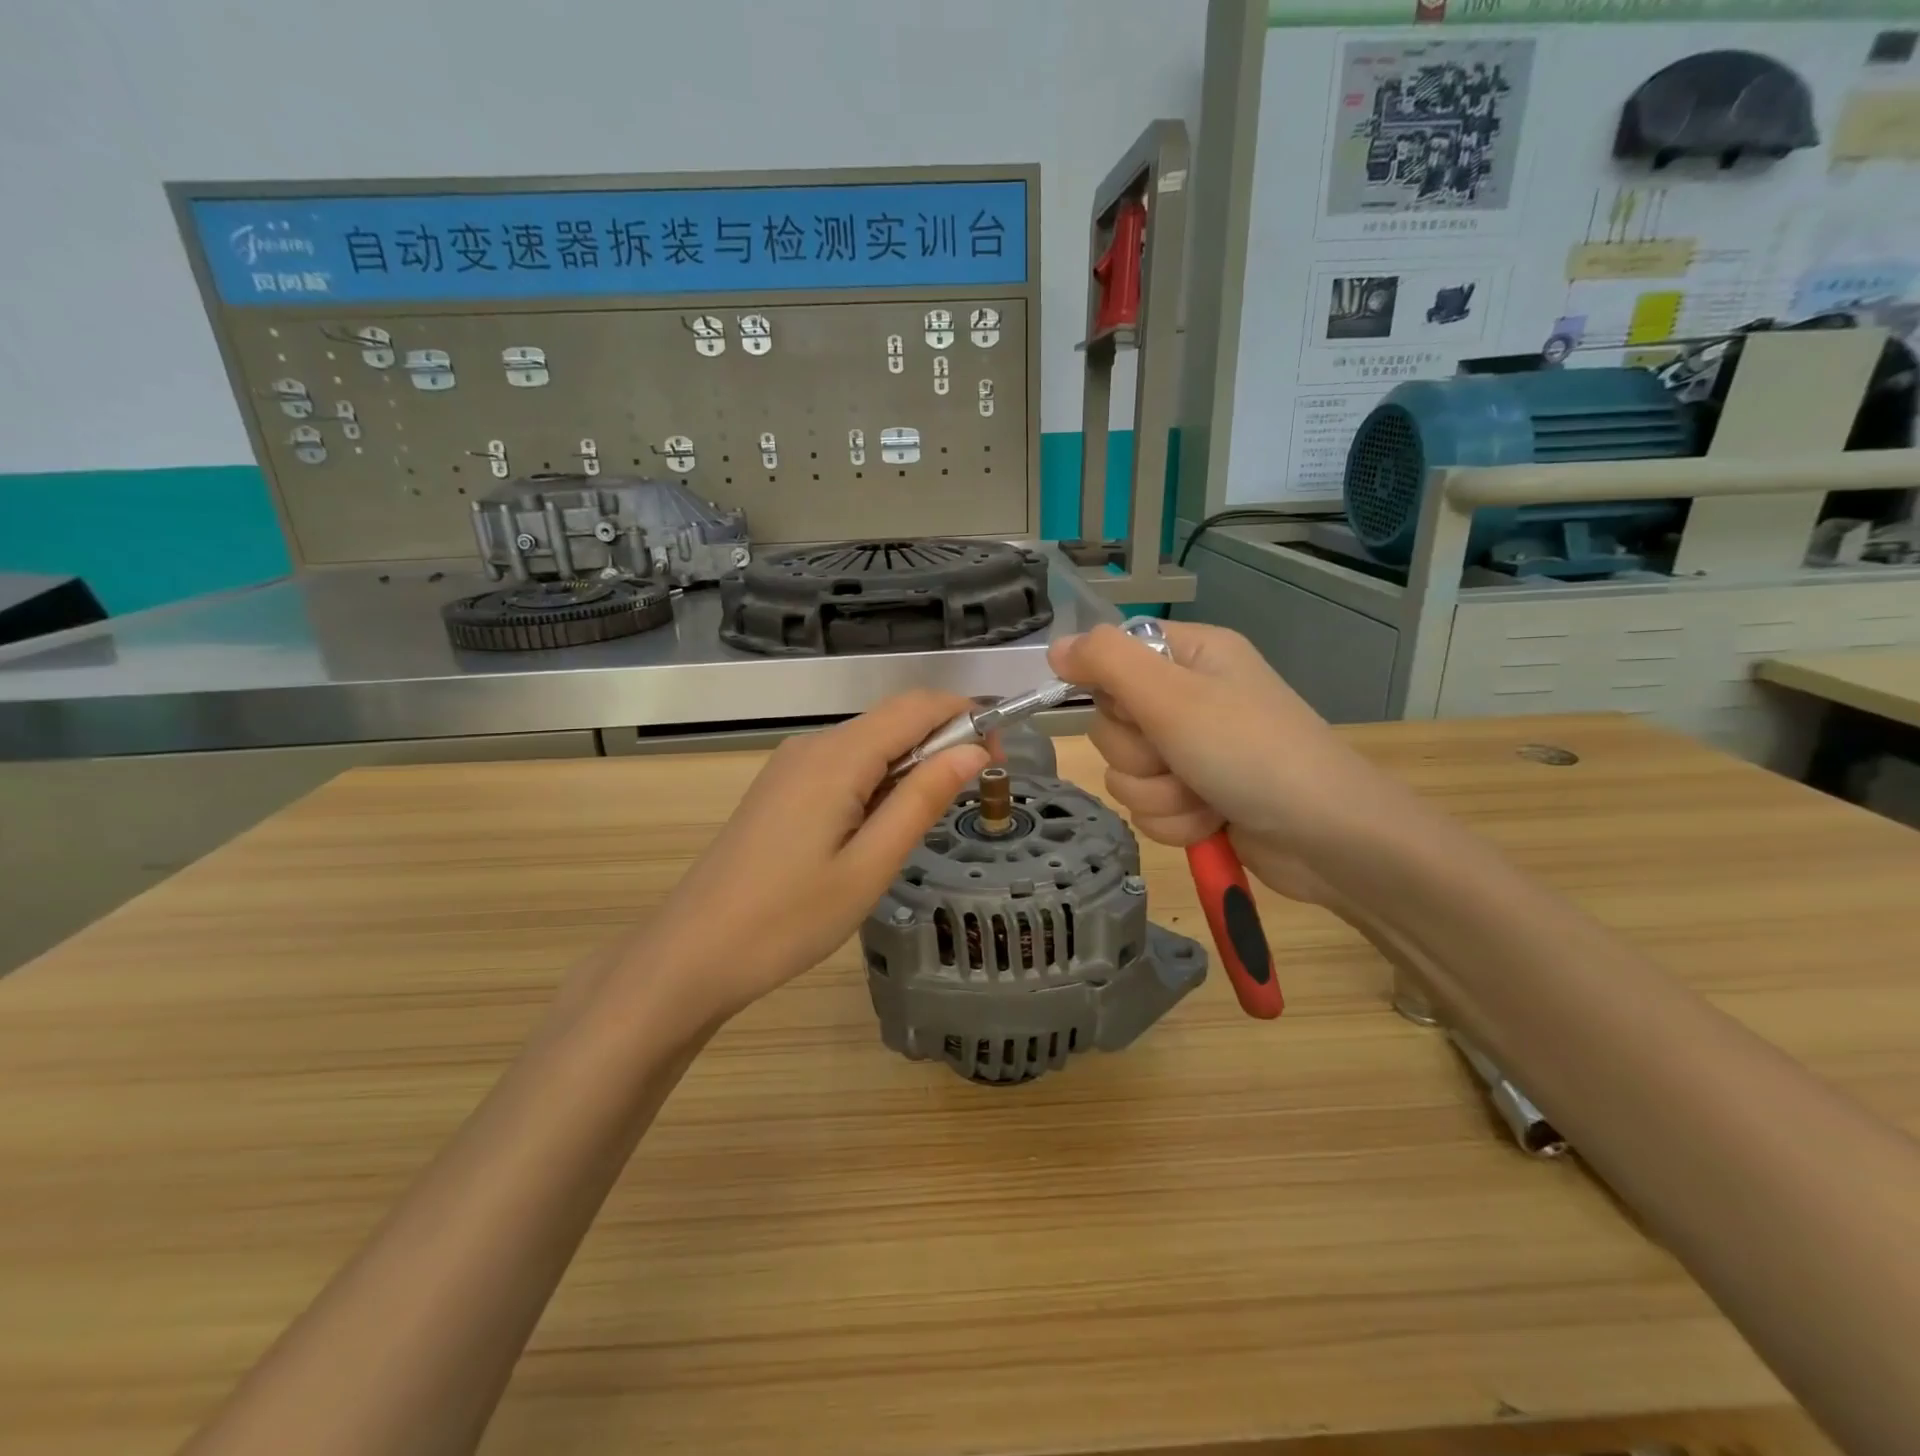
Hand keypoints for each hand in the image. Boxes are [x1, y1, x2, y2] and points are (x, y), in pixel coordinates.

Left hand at [630, 692, 988, 1022]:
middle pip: (892, 721)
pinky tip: (877, 830)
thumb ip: (922, 800)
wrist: (692, 953)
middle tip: (970, 798)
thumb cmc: (788, 919)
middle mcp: (812, 746)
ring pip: (868, 745)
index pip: (916, 706)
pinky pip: (843, 767)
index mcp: (837, 757)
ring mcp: (791, 766)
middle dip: (941, 743)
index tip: (998, 758)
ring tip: (922, 825)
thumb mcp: (870, 866)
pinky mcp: (780, 789)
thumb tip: (973, 749)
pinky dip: (877, 782)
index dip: (966, 716)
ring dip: (909, 767)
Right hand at [1047, 622, 1414, 903]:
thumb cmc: (1250, 752)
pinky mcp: (1197, 798)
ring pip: (1126, 774)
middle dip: (1140, 755)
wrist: (1326, 837)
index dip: (1110, 690)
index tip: (1131, 712)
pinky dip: (1175, 821)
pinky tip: (1210, 822)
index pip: (1112, 658)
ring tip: (1203, 797)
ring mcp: (1194, 752)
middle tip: (1179, 758)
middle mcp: (1189, 699)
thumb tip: (1056, 647)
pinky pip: (1149, 808)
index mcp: (1190, 656)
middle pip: (1112, 724)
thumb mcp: (1172, 696)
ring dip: (1159, 795)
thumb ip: (1106, 663)